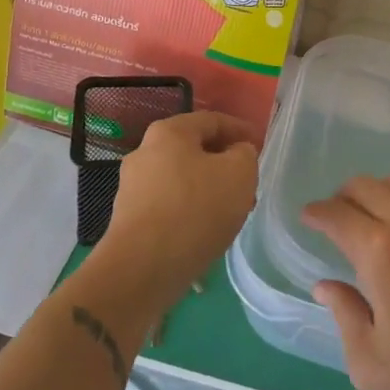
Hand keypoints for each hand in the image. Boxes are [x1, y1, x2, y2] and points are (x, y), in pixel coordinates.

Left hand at [95, 110, 258, 304]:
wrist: (143, 268)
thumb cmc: (196, 209)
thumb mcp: (239, 173)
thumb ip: (245, 154)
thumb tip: (236, 153)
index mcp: (169, 132)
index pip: (212, 120)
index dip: (240, 130)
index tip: (260, 145)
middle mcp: (145, 152)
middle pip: (194, 150)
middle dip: (224, 163)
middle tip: (249, 182)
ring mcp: (133, 186)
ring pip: (182, 179)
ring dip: (209, 189)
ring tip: (232, 211)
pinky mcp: (129, 218)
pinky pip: (170, 204)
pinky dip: (191, 210)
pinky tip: (207, 229)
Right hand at [303, 175, 389, 389]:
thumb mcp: (371, 363)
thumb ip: (343, 315)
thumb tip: (326, 285)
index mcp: (380, 253)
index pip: (336, 214)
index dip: (316, 213)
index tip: (308, 218)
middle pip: (364, 187)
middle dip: (341, 198)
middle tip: (336, 219)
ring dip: (376, 194)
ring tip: (373, 218)